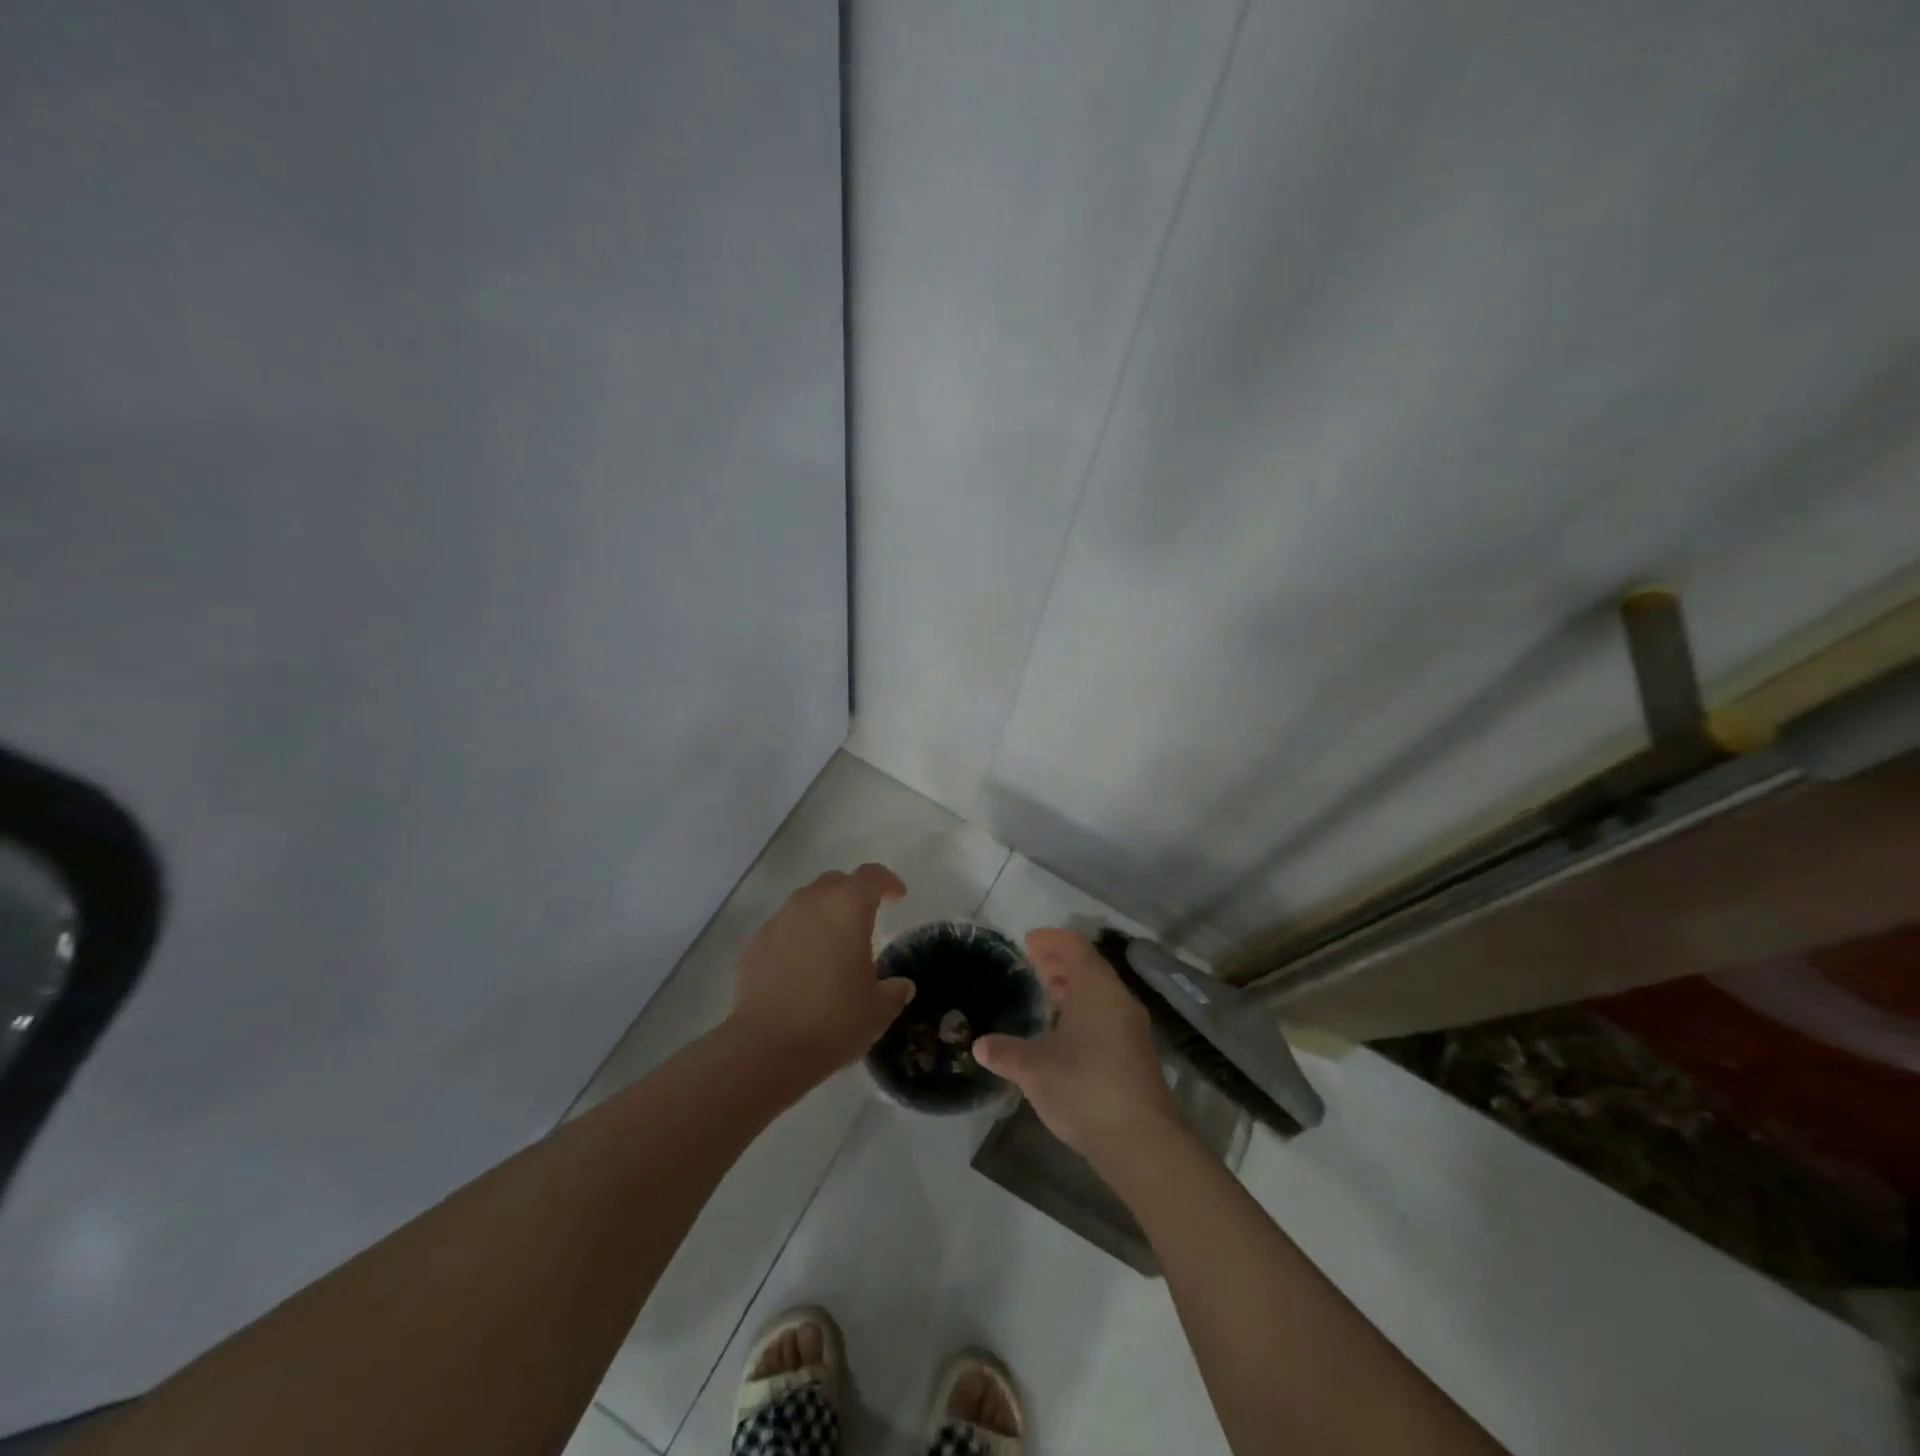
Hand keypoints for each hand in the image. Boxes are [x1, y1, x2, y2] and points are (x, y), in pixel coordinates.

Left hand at [729, 863, 913, 1078]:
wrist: (766, 1049)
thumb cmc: (833, 1020)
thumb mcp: (879, 1009)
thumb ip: (894, 991)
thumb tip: (901, 986)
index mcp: (847, 907)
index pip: (871, 876)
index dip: (888, 882)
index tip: (898, 897)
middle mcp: (810, 903)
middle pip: (835, 882)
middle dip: (852, 894)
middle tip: (864, 919)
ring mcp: (777, 922)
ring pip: (805, 903)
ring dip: (822, 915)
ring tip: (831, 945)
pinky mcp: (753, 945)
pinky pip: (782, 930)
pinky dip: (796, 938)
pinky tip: (800, 969)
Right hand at [973, 929, 1181, 1164]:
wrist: (1142, 1141)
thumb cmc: (1084, 1088)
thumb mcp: (1034, 1069)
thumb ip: (1005, 1053)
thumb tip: (980, 1045)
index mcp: (1096, 988)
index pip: (1075, 947)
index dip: (1051, 940)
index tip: (1028, 941)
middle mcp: (1118, 999)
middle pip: (1090, 967)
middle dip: (1061, 962)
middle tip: (1033, 964)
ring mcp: (1132, 1027)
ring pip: (1101, 993)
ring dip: (1075, 988)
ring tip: (1047, 993)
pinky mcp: (1137, 1054)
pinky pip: (1108, 1016)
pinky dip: (1086, 1011)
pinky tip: (1066, 1034)